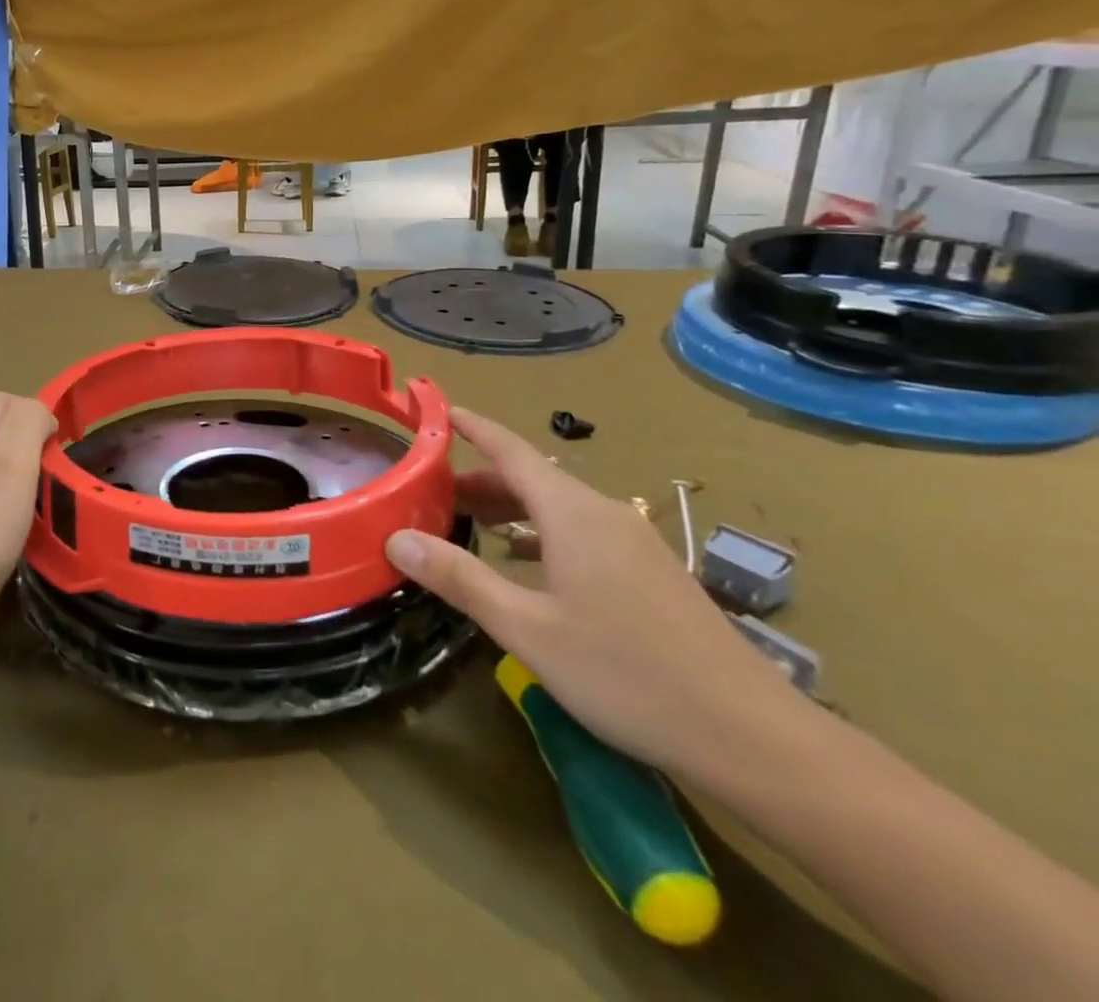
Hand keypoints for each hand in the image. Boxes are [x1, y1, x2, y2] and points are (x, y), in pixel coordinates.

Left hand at [0, 392, 56, 634]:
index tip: (58, 444)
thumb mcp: (14, 462)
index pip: (3, 399)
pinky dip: (5, 491)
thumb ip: (28, 422)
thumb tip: (41, 413)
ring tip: (38, 490)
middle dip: (26, 433)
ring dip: (17, 463)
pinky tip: (16, 518)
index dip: (35, 411)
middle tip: (50, 464)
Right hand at [385, 408, 807, 779]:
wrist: (752, 737)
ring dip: (511, 508)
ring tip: (471, 524)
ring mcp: (635, 543)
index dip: (473, 428)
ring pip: (559, 506)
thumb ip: (460, 578)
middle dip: (481, 478)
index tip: (440, 411)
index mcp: (573, 514)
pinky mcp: (652, 573)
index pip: (511, 450)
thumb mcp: (527, 629)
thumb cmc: (626, 674)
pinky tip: (529, 565)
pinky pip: (582, 531)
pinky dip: (542, 532)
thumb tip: (397, 539)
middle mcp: (604, 515)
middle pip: (532, 478)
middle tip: (433, 492)